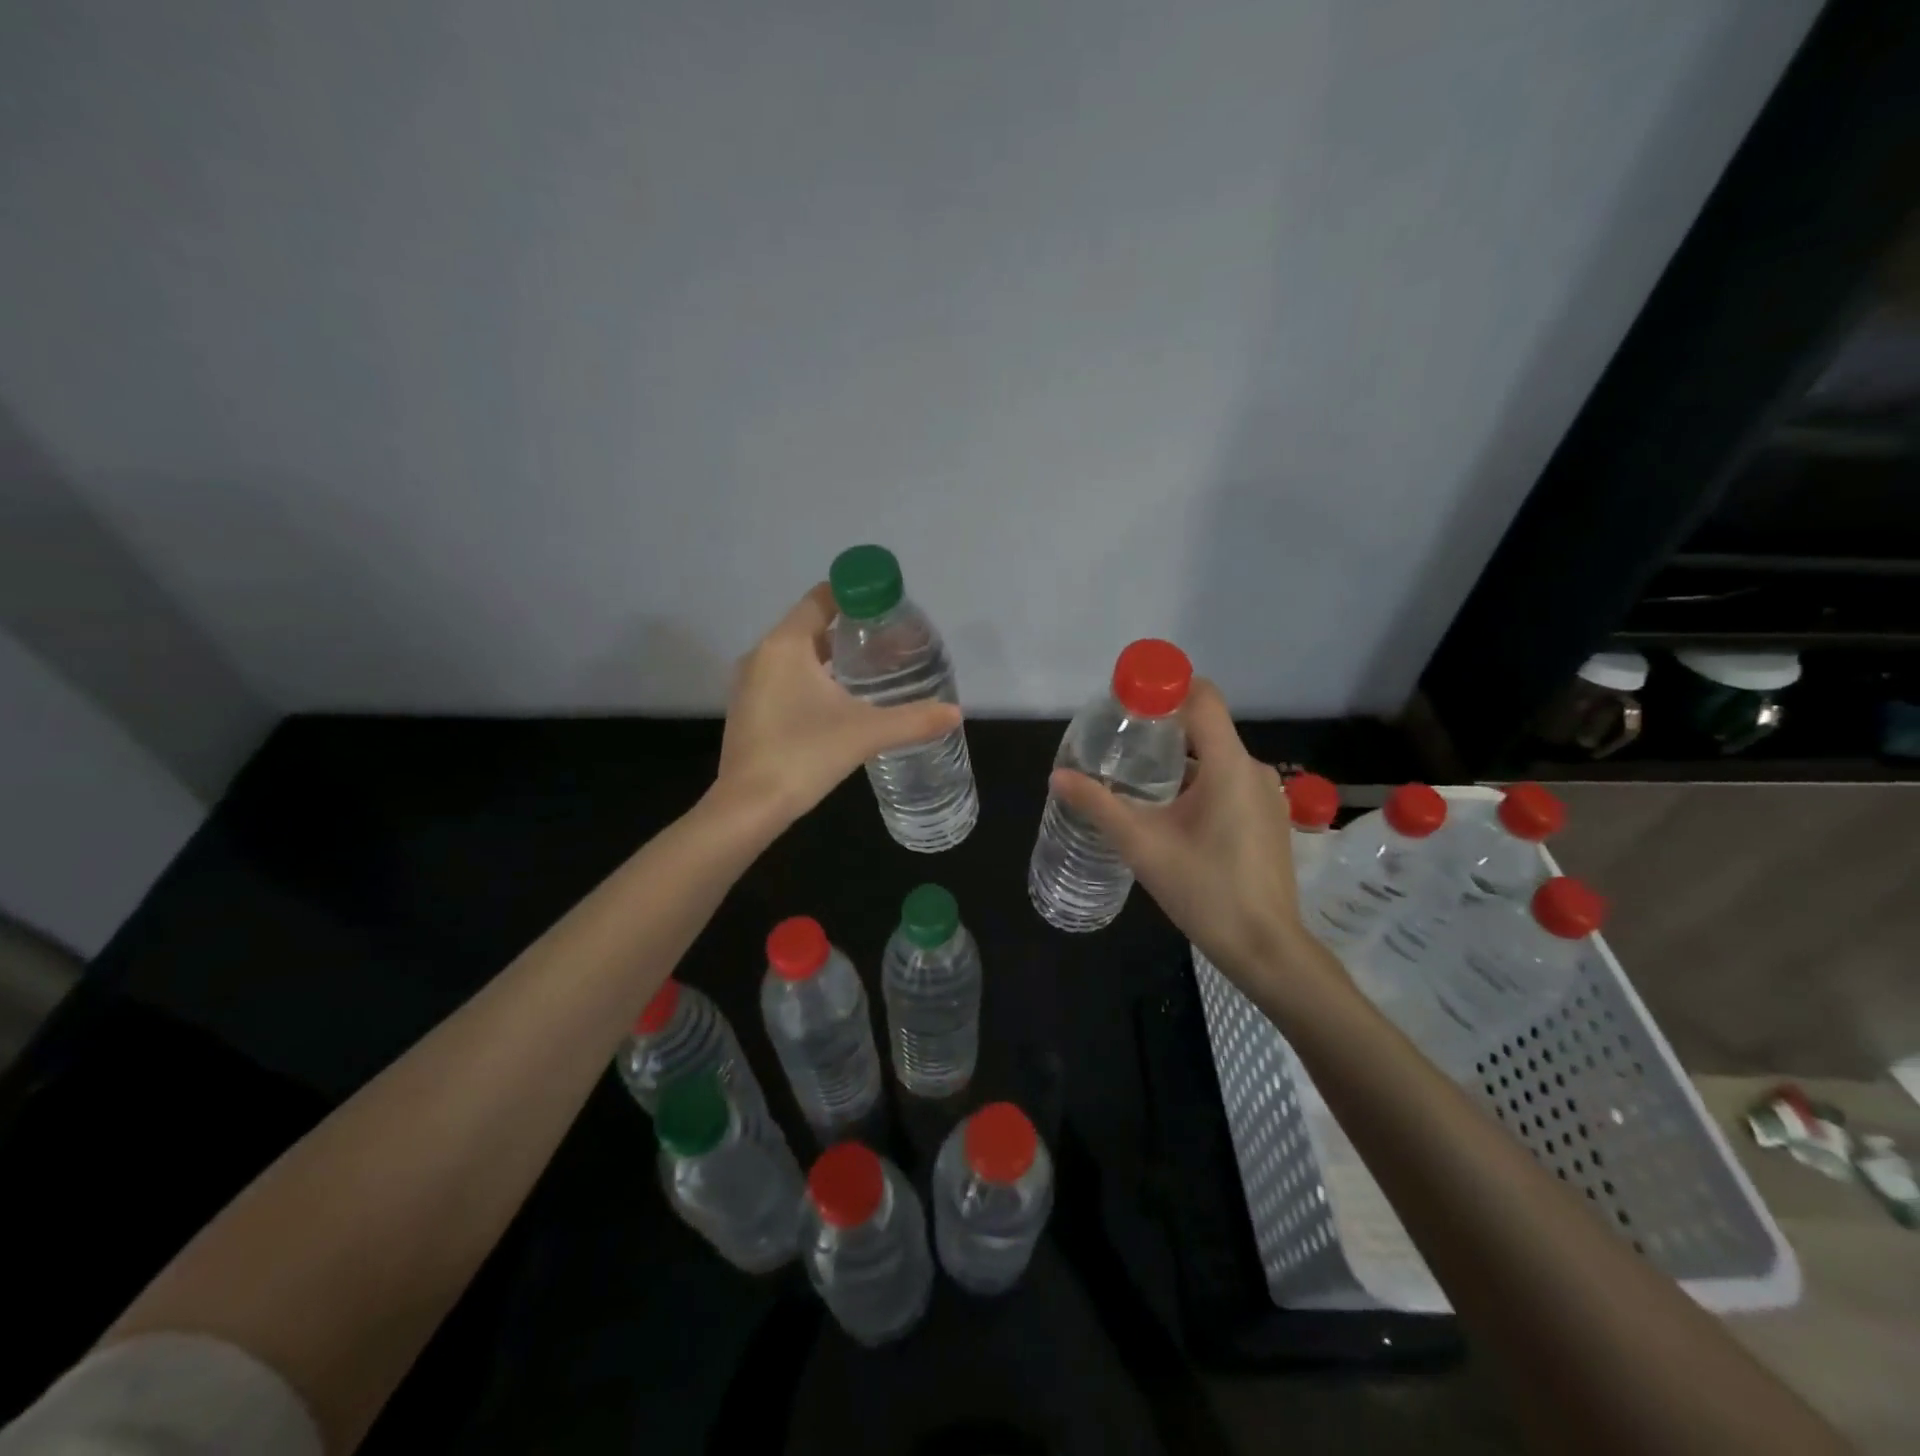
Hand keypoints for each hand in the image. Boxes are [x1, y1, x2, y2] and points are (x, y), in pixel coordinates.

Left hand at [713, 583, 962, 826]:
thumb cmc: (804, 755)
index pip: (821, 598)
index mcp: (786, 645)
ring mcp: (750, 684)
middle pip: (811, 626)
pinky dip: (811, 679)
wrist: (748, 807)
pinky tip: (839, 703)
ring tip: (871, 671)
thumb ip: (913, 720)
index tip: (887, 609)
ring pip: (796, 655)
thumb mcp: (866, 733)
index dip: (855, 596)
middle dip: (850, 630)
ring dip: (830, 657)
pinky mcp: (749, 710)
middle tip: (889, 643)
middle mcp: (762, 655)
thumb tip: (955, 712)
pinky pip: (784, 679)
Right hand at [1051, 679, 1314, 985]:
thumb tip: (1058, 776)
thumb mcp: (1142, 845)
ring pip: (1216, 758)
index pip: (1203, 697)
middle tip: (1119, 746)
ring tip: (1137, 781)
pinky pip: (1229, 782)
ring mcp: (1265, 796)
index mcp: (1230, 765)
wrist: (1265, 948)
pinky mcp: (1267, 819)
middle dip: (1162, 729)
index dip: (1166, 688)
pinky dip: (1199, 783)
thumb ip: (1098, 805)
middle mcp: (1253, 770)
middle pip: (1205, 727)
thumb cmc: (1205, 890)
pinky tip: (1171, 814)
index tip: (1128, 704)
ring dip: (1178, 761)